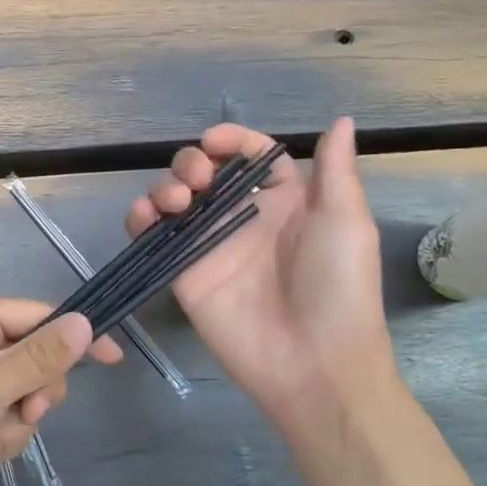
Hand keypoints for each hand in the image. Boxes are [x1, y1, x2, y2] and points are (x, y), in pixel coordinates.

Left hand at [0, 298, 119, 485]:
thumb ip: (43, 355)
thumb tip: (85, 320)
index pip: (39, 316)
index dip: (74, 337)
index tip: (112, 358)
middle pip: (36, 358)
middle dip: (34, 392)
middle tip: (25, 409)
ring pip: (25, 395)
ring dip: (13, 423)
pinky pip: (7, 420)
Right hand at [126, 118, 394, 428]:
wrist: (315, 365)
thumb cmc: (338, 288)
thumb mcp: (347, 223)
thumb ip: (336, 170)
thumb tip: (342, 120)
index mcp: (282, 201)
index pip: (249, 155)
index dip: (231, 140)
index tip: (213, 142)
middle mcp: (241, 217)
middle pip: (204, 171)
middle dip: (190, 162)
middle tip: (196, 180)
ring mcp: (208, 244)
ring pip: (172, 197)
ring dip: (164, 186)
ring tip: (176, 202)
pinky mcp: (183, 271)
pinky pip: (152, 235)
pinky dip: (140, 218)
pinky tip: (145, 216)